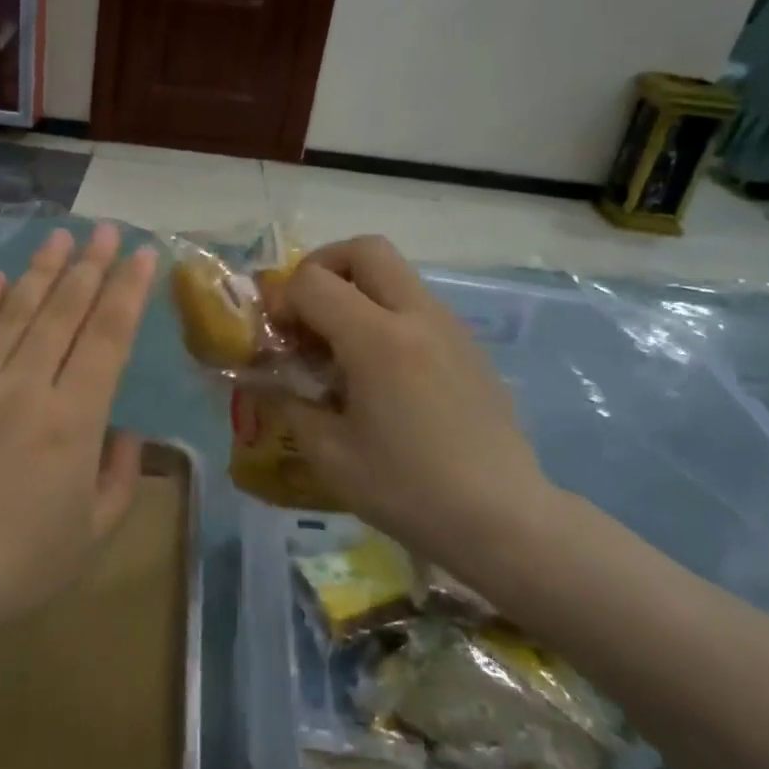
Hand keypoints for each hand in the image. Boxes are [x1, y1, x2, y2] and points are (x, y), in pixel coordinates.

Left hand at [0, 224, 158, 639]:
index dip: (127, 292)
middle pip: (62, 312)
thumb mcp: (91, 534)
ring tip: (59, 238)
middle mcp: (25, 386)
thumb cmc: (16, 566)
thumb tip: (125, 434)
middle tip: (104, 229)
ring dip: (40, 271)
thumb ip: (119, 479)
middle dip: (88, 266)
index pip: (107, 337)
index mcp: (73, 419)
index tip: (140, 254)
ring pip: (14, 313)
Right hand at [272, 236, 553, 567]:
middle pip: (365, 249)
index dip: (282, 301)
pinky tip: (379, 372)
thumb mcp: (329, 454)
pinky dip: (385, 314)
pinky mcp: (468, 346)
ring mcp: (450, 327)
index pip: (313, 281)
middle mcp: (417, 317)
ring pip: (394, 273)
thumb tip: (265, 379)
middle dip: (324, 267)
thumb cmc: (408, 490)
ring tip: (340, 347)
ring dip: (356, 291)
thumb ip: (289, 403)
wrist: (503, 520)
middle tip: (307, 312)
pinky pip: (416, 304)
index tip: (277, 340)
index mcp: (378, 340)